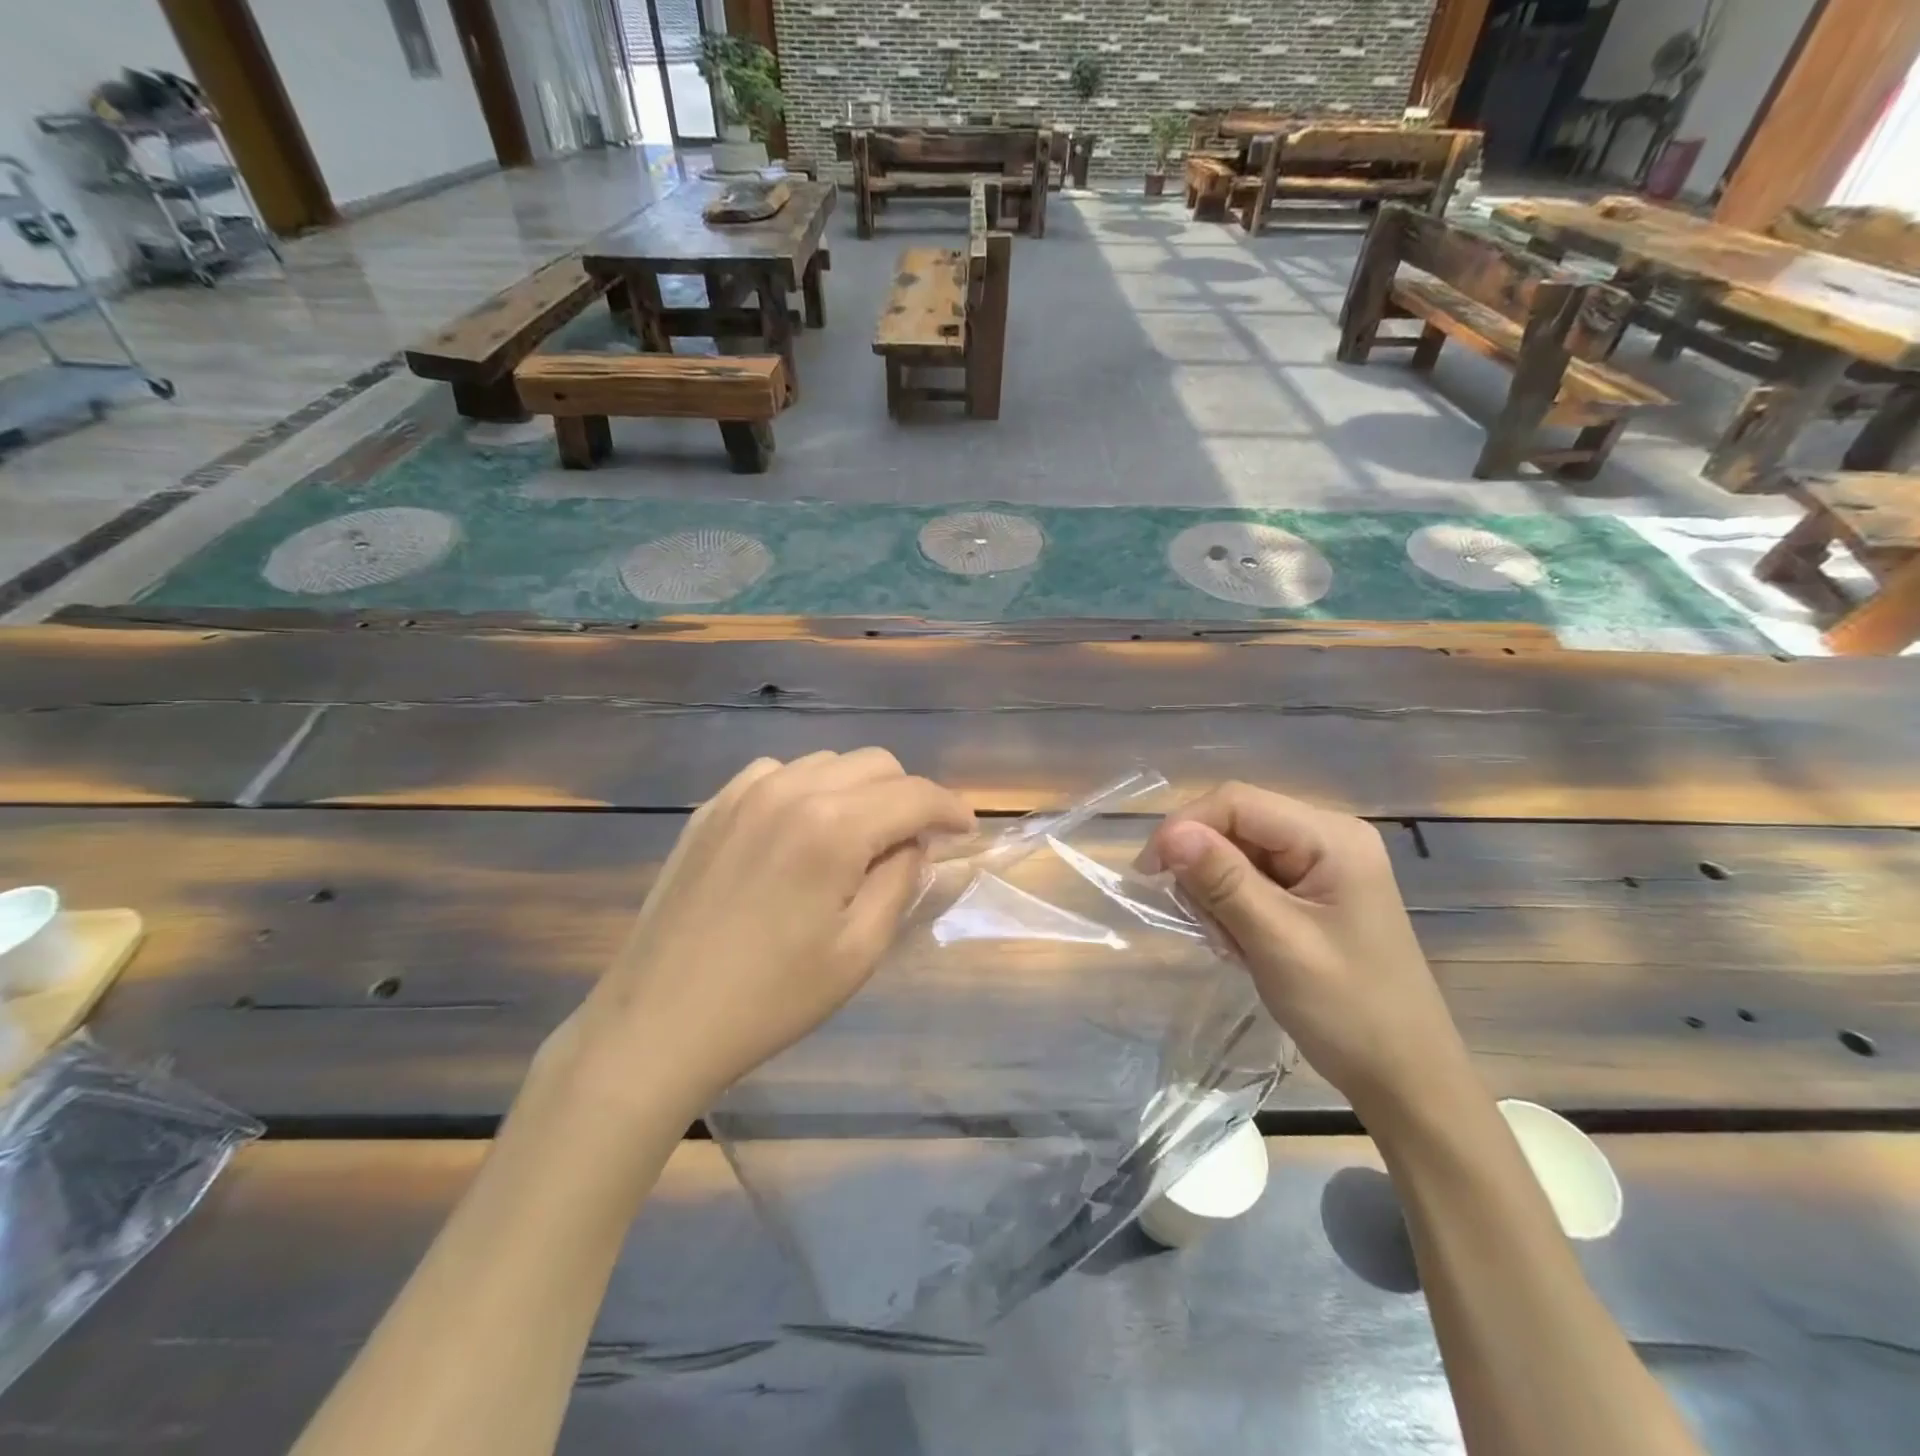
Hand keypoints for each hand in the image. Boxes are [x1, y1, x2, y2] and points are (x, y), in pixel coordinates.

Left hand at [556, 750, 974, 1115]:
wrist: (660, 1021)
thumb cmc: (771, 998)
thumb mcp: (859, 950)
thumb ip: (900, 881)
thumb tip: (913, 843)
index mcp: (834, 826)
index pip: (915, 795)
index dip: (950, 808)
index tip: (966, 829)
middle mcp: (791, 789)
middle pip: (875, 764)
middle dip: (907, 795)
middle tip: (914, 842)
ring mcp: (743, 793)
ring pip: (827, 763)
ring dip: (857, 790)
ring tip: (856, 838)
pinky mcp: (711, 808)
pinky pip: (777, 774)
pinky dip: (806, 791)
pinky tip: (799, 833)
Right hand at [1145, 782, 1473, 1123]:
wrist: (1405, 1078)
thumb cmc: (1348, 1010)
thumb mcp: (1278, 942)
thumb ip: (1223, 881)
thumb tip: (1170, 833)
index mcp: (1331, 837)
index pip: (1237, 802)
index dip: (1185, 827)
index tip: (1149, 874)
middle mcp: (1327, 837)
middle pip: (1236, 824)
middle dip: (1203, 868)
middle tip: (1200, 924)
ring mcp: (1322, 864)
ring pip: (1236, 853)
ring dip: (1216, 894)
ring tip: (1229, 944)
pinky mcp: (1312, 891)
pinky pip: (1251, 879)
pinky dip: (1232, 908)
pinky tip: (1242, 945)